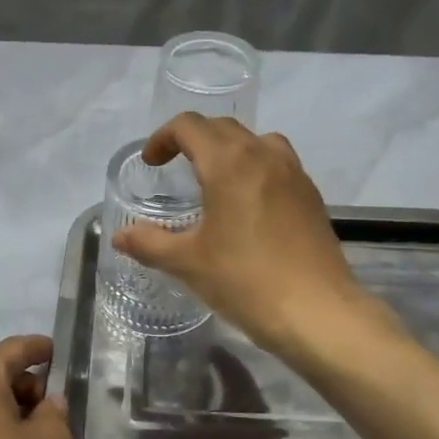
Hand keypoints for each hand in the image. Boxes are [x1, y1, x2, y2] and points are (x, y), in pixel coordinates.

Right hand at [110, 115, 374, 355]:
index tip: (152, 163)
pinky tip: (248, 205)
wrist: (318, 313)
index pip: (190, 126)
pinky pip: (278, 163)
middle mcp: (263, 155)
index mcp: (229, 162)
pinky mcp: (311, 195)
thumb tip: (120, 237)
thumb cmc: (246, 281)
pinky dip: (255, 167)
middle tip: (175, 168)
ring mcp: (294, 173)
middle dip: (193, 140)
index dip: (163, 138)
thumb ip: (149, 243)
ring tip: (214, 180)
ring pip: (255, 141)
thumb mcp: (187, 263)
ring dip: (229, 149)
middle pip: (222, 128)